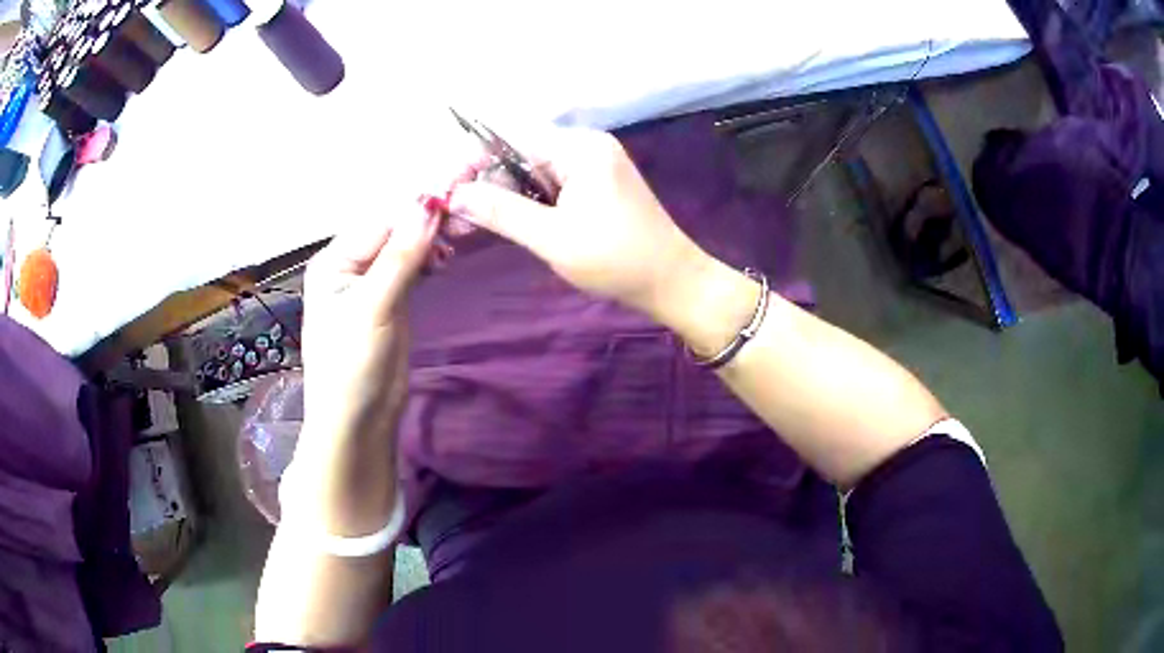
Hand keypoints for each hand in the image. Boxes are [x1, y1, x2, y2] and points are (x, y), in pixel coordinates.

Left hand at [290, 204, 438, 533]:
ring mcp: (371, 283)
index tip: (459, 200)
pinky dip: (428, 260)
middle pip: (394, 231)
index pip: (382, 221)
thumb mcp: (374, 306)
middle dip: (427, 223)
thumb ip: (401, 255)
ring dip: (431, 241)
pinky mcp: (390, 301)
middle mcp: (350, 265)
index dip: (418, 210)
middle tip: (467, 221)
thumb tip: (429, 202)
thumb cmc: (353, 364)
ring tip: (460, 239)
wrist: (358, 421)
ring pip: (405, 249)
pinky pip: (410, 268)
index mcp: (335, 260)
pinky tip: (446, 258)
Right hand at [448, 129, 706, 322]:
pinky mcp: (594, 187)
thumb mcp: (552, 237)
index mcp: (579, 148)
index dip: (471, 163)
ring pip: (530, 175)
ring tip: (468, 226)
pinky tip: (501, 224)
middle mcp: (584, 147)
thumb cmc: (617, 259)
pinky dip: (525, 206)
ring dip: (501, 199)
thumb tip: (454, 195)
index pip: (509, 140)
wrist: (673, 282)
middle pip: (518, 156)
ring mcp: (591, 167)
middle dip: (484, 186)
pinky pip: (549, 188)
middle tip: (454, 219)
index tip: (444, 192)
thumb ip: (500, 211)